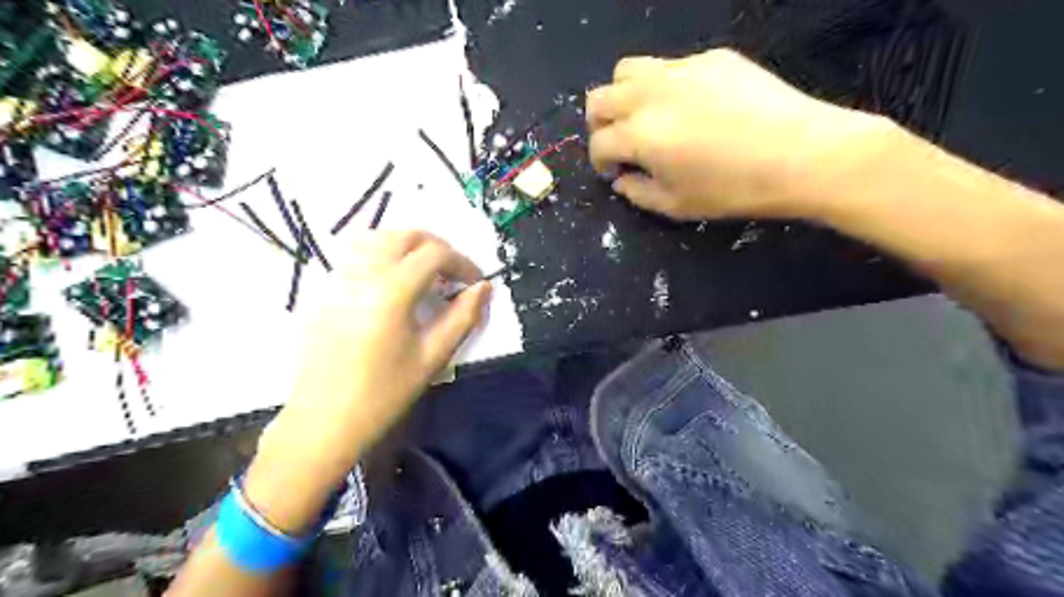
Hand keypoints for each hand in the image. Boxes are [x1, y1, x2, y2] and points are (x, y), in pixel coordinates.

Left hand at [243, 231, 489, 529]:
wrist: (324, 420)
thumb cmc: (384, 393)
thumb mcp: (433, 357)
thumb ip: (463, 317)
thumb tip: (484, 288)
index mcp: (390, 291)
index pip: (435, 254)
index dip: (463, 263)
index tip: (476, 282)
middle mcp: (361, 274)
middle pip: (406, 235)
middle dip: (438, 247)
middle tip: (454, 274)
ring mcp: (338, 278)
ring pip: (378, 238)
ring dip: (409, 246)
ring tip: (425, 274)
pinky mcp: (325, 289)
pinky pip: (357, 254)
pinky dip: (383, 254)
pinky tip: (393, 283)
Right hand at [585, 47, 890, 219]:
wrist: (801, 153)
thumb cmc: (734, 189)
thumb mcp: (677, 206)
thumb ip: (638, 193)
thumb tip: (622, 180)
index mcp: (639, 135)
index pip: (599, 143)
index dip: (599, 162)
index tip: (613, 172)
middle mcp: (650, 94)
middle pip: (600, 99)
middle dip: (599, 124)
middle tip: (618, 143)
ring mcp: (681, 69)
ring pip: (627, 70)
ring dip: (623, 96)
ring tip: (644, 117)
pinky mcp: (711, 58)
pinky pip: (671, 66)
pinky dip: (664, 87)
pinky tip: (691, 107)